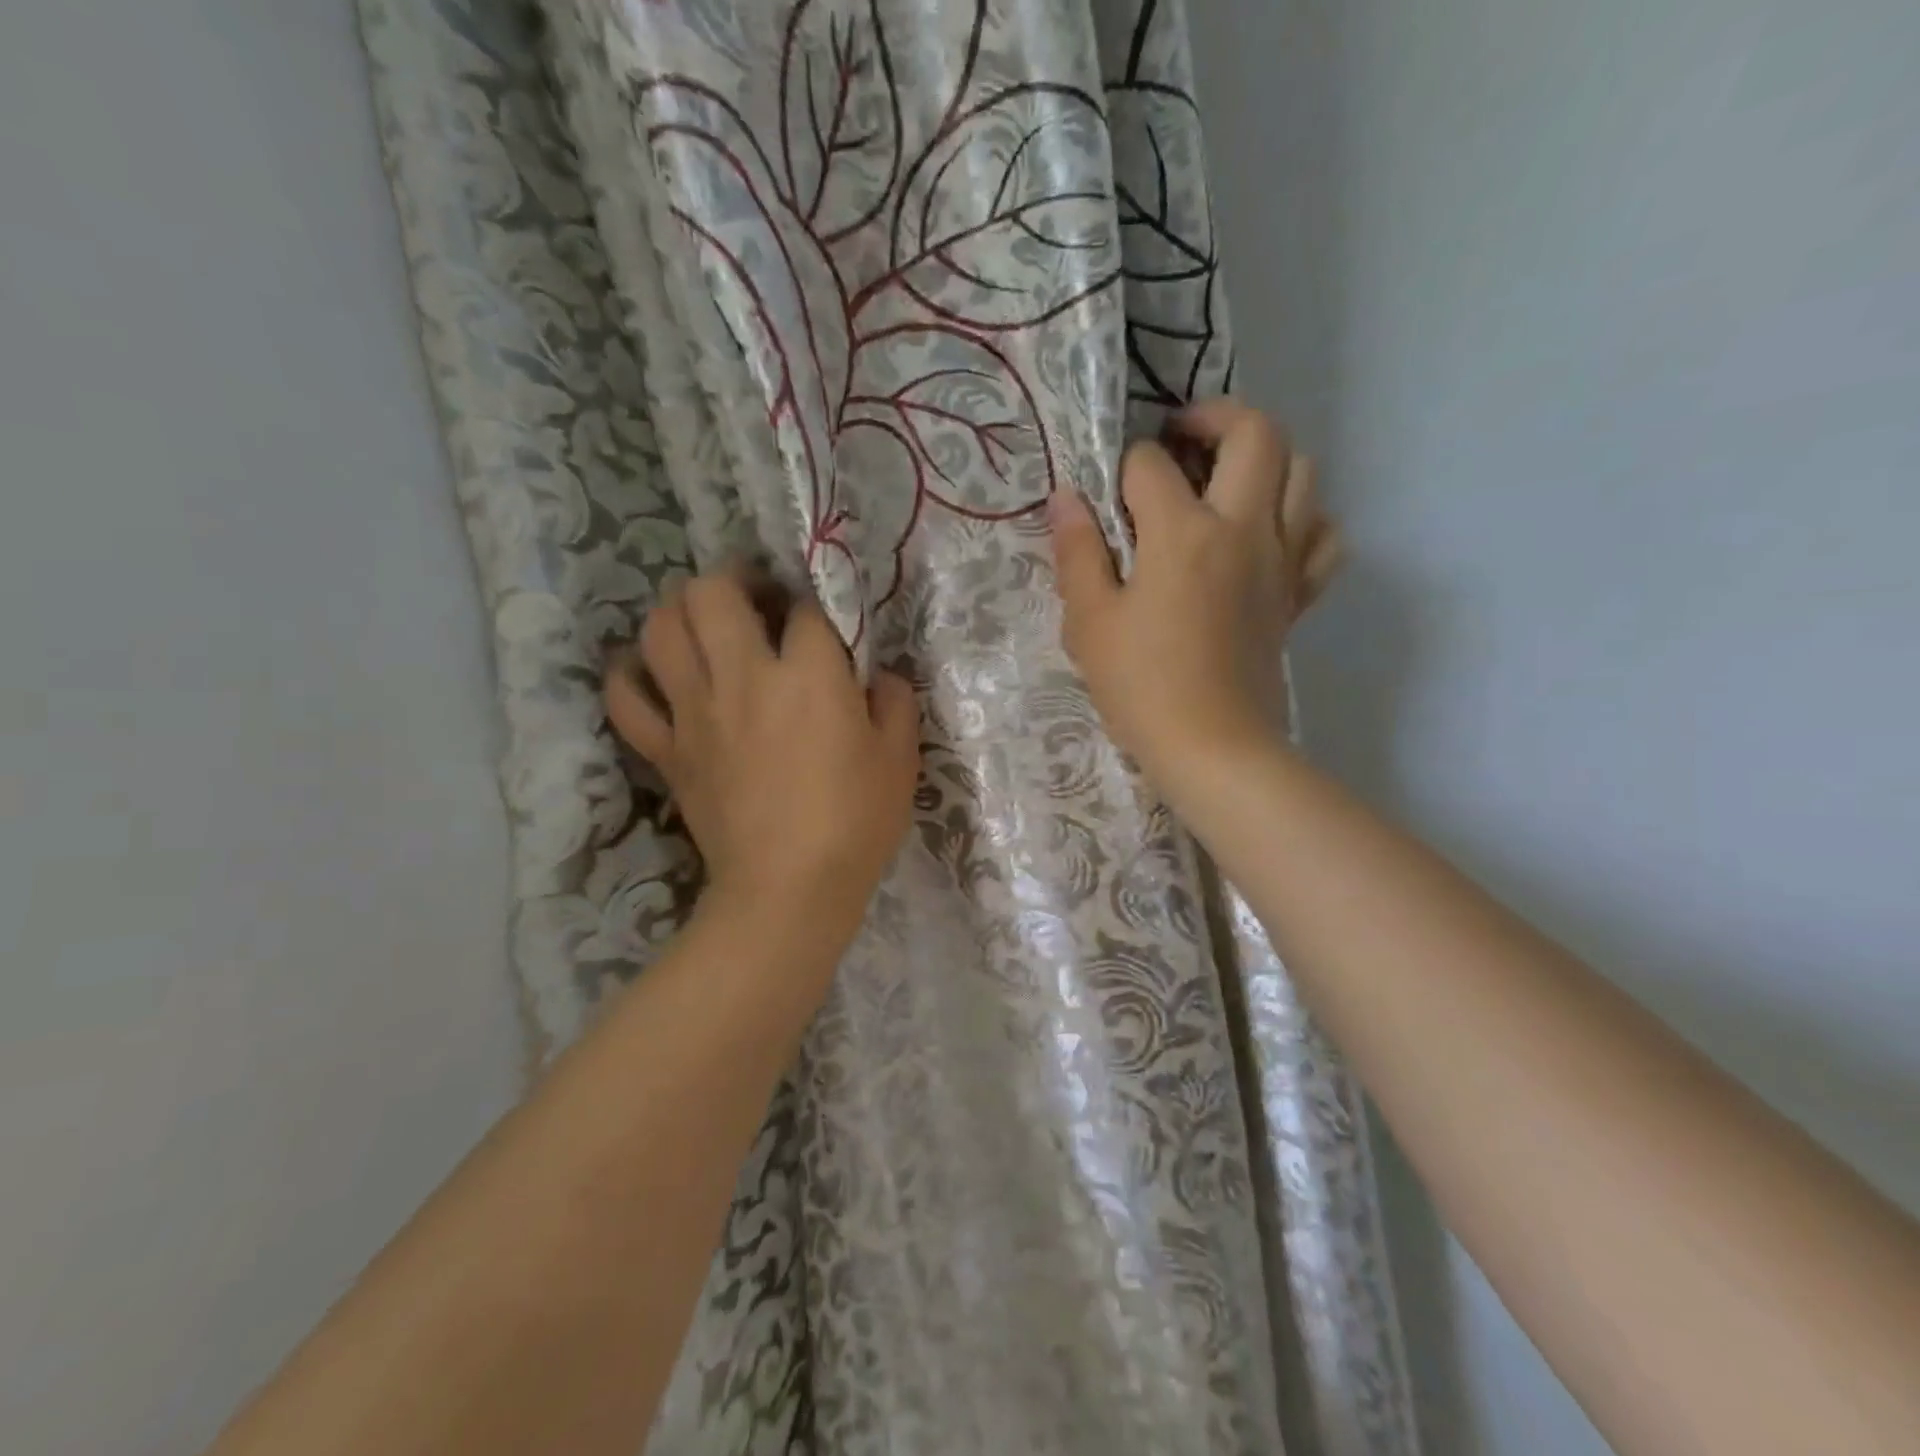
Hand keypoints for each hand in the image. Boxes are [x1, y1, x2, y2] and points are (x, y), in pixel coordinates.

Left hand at [604, 570, 920, 950]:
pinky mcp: (666, 748)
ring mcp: (695, 711)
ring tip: (706, 627)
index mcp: (808, 675)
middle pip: (712, 592)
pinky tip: (659, 676)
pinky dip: (634, 676)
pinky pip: (626, 695)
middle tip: (755, 602)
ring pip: (660, 628)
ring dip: (680, 613)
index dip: (817, 609)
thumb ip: (894, 701)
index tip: (824, 629)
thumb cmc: (854, 822)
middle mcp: (743, 677)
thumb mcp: (900, 759)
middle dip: (735, 581)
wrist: (788, 890)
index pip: (805, 609)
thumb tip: (876, 676)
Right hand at [1049, 399, 1339, 792]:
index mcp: (1184, 533)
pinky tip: (1268, 533)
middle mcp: (1243, 529)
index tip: (1108, 495)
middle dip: (1215, 416)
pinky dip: (1303, 518)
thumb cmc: (1141, 687)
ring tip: (1225, 478)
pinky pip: (1323, 535)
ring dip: (1265, 457)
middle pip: (1256, 432)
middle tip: (1181, 436)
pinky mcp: (1297, 594)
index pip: (1151, 464)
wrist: (1214, 748)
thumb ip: (1078, 552)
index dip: (1123, 467)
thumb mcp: (1090, 621)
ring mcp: (1281, 560)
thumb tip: (1066, 498)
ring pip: (1303, 470)